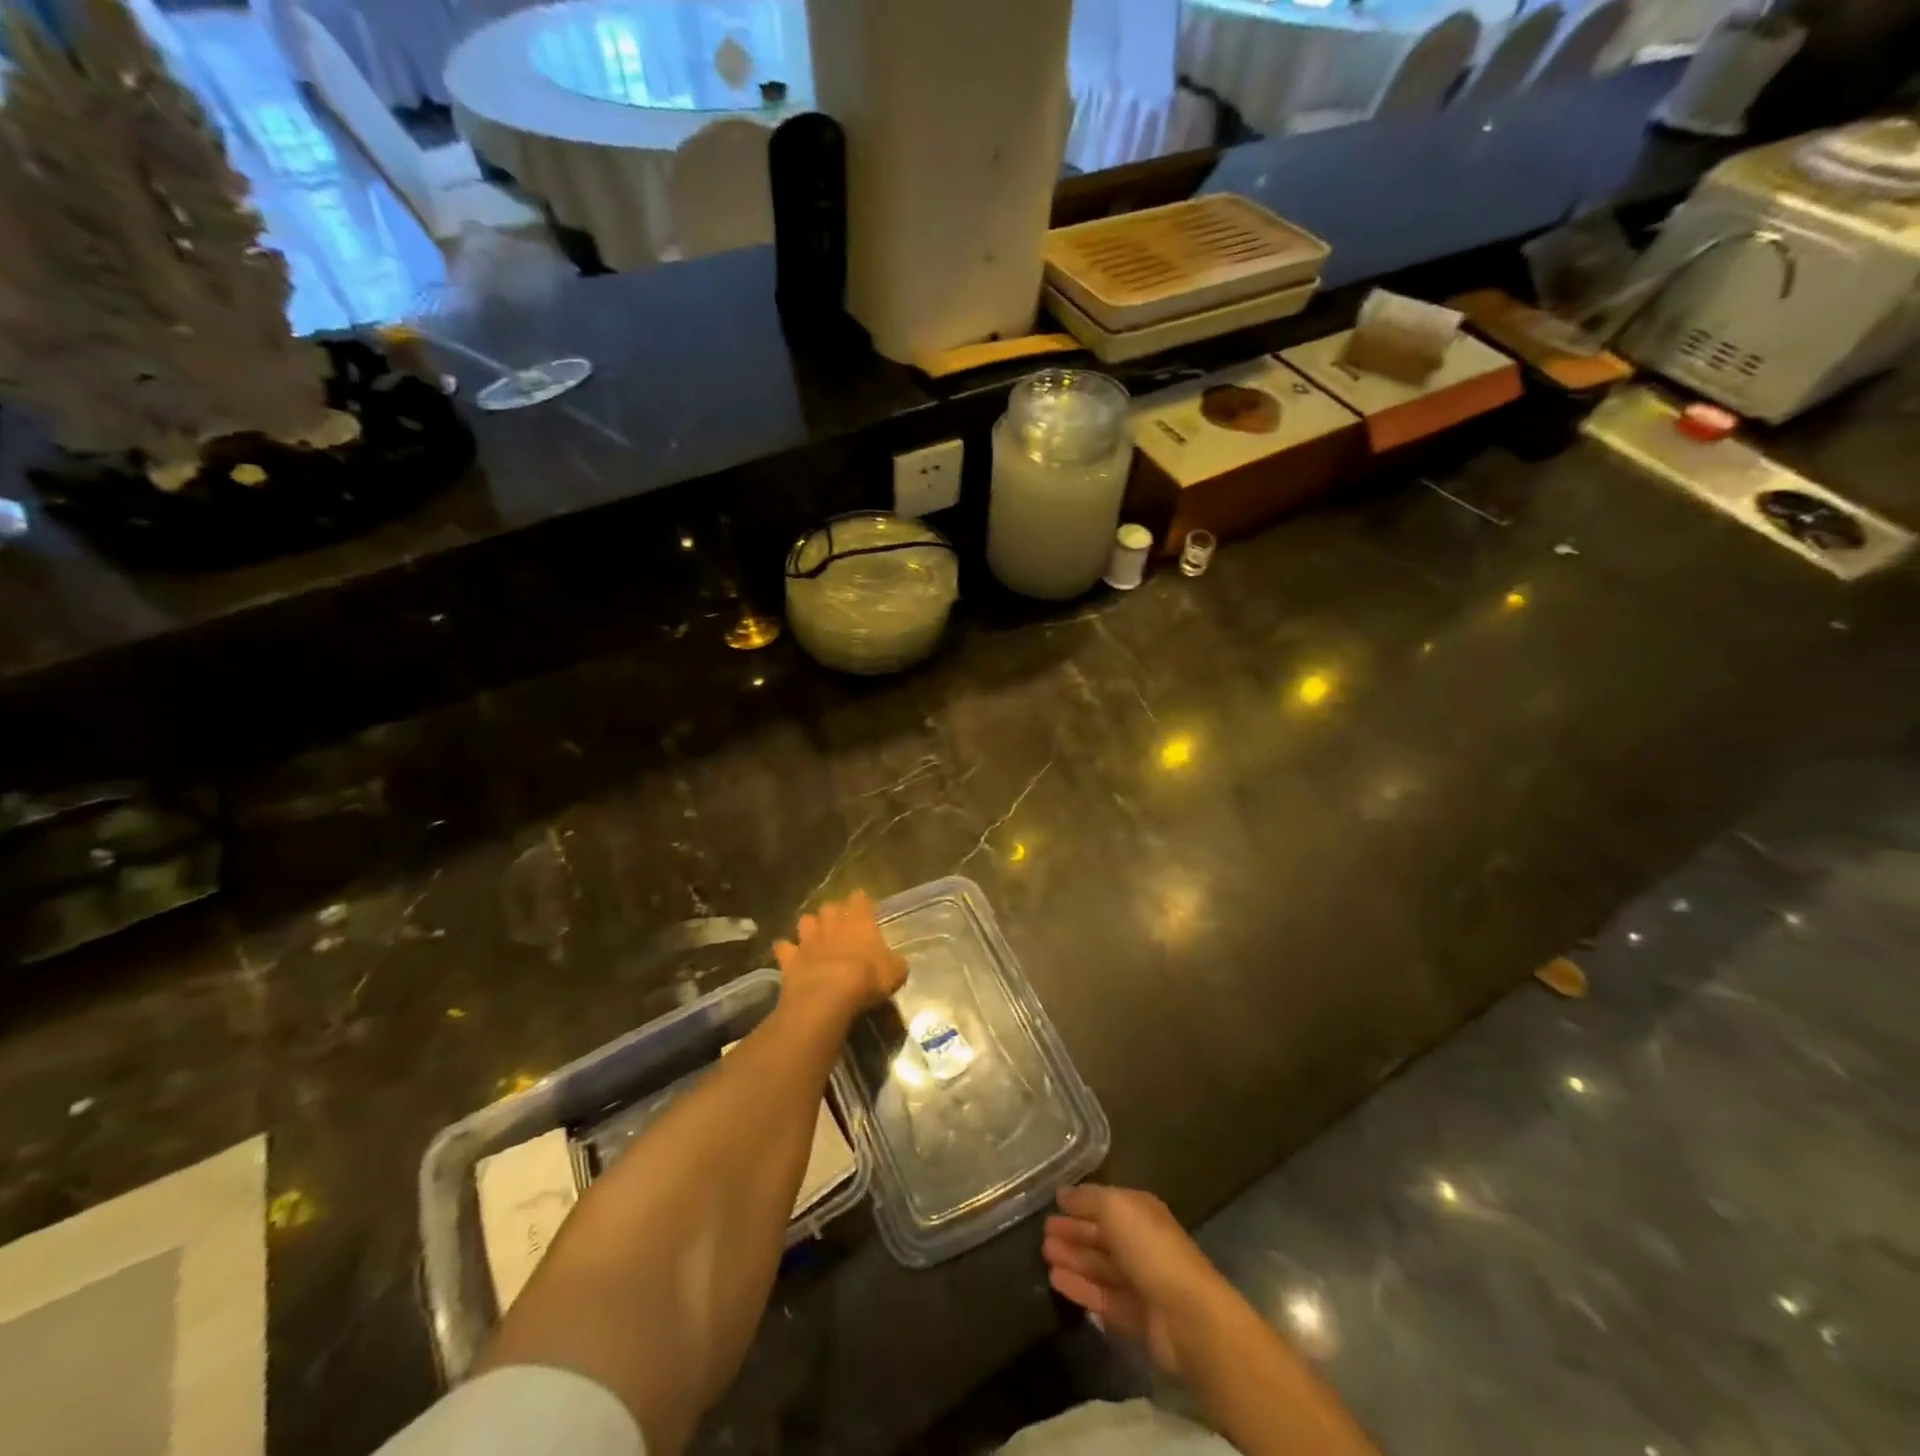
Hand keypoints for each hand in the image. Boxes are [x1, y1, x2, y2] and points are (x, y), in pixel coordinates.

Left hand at [774, 891, 907, 1018]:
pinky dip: (786, 949)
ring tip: (814, 936)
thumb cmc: (868, 978)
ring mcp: (808, 939)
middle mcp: (832, 923)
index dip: (862, 901)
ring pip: (805, 921)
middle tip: (840, 923)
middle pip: (830, 906)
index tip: (866, 906)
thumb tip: (894, 963)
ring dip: (810, 927)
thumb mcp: (896, 971)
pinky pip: (783, 947)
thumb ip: (894, 962)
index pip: (860, 899)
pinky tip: (789, 955)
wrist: (828, 996)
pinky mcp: (789, 958)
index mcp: (859, 920)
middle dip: (834, 912)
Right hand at [1043, 1184, 1235, 1378]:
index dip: (1079, 1205)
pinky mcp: (1134, 1316)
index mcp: (1140, 1212)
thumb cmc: (1150, 1249)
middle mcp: (1140, 1243)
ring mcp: (1138, 1281)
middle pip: (1101, 1236)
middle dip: (1073, 1233)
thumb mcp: (1116, 1208)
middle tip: (1043, 1234)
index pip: (1105, 1204)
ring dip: (1073, 1260)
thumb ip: (1088, 1199)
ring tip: (1044, 1256)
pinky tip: (1056, 1281)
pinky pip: (1101, 1296)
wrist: (1187, 1315)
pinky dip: (1080, 1287)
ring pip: (1099, 1266)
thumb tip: (1062, 1193)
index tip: (1052, 1206)